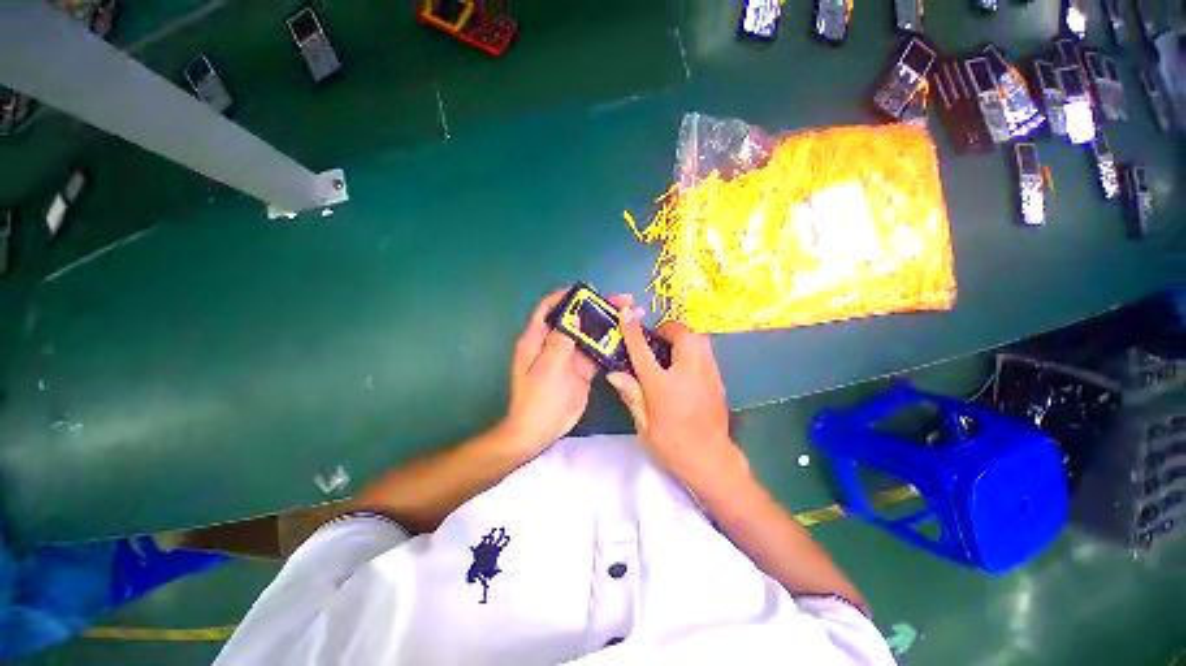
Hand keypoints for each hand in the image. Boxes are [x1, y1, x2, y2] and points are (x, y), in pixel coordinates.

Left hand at [502, 289, 632, 453]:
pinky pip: (597, 353)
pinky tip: (627, 340)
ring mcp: (569, 356)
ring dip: (608, 325)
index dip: (567, 296)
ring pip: (590, 335)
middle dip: (597, 308)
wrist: (539, 432)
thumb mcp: (546, 369)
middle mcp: (554, 343)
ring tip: (631, 315)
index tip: (589, 291)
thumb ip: (560, 342)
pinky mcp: (581, 370)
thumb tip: (573, 317)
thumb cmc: (537, 400)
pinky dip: (610, 346)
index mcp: (538, 339)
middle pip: (577, 319)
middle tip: (623, 301)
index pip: (550, 308)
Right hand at [606, 311, 748, 493]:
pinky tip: (684, 366)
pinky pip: (706, 352)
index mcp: (664, 387)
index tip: (627, 313)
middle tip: (656, 341)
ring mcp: (709, 375)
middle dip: (668, 330)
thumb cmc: (673, 446)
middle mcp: (689, 374)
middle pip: (682, 334)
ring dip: (682, 337)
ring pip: (699, 339)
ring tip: (669, 351)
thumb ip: (631, 394)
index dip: (633, 330)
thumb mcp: (644, 424)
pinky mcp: (719, 379)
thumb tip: (614, 373)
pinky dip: (693, 349)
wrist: (713, 462)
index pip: (644, 351)